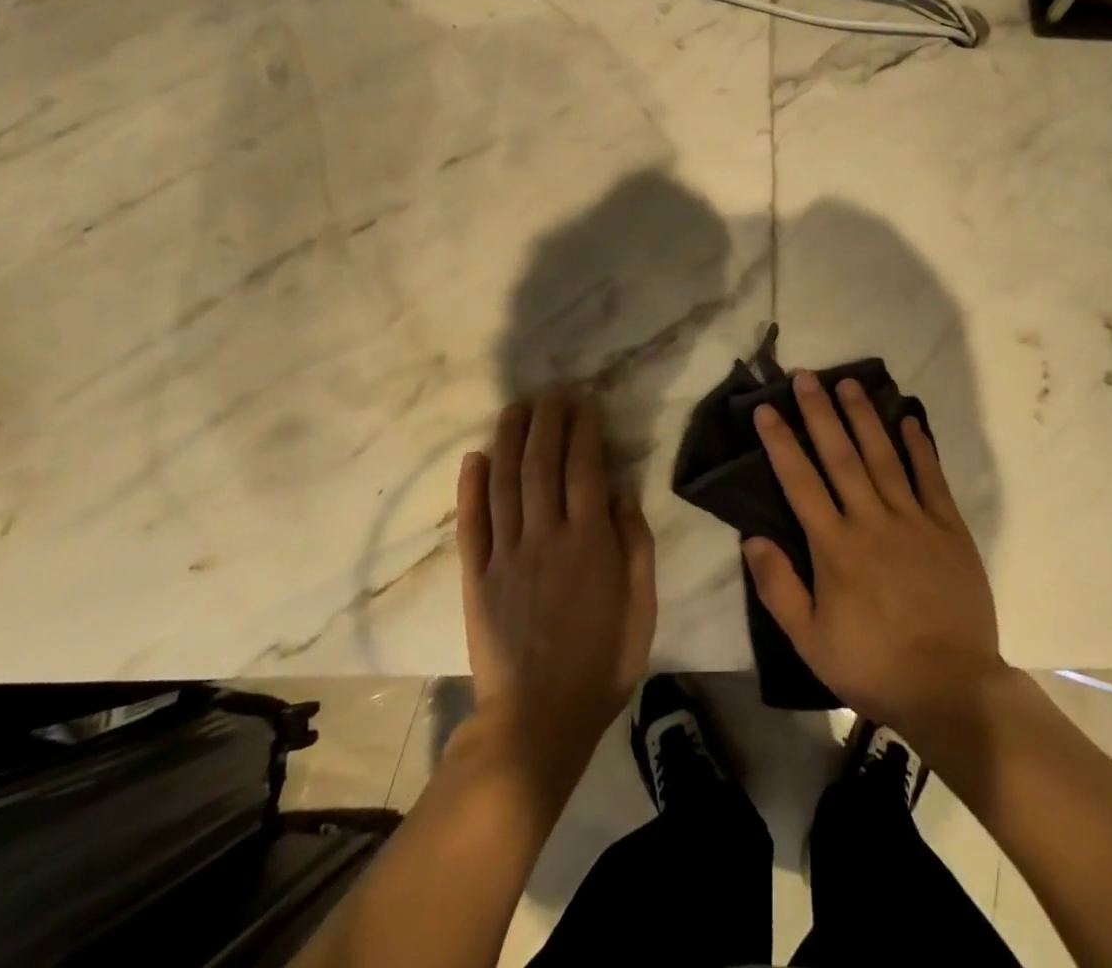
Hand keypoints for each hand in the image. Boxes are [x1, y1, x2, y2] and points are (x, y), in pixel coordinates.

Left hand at [457, 388, 656, 787]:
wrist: (537, 721)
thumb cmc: (601, 662)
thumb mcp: (641, 606)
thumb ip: (635, 544)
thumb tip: (622, 492)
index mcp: (589, 541)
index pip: (584, 467)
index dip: (583, 428)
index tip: (584, 400)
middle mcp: (545, 536)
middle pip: (542, 463)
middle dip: (548, 420)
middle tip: (552, 391)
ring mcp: (506, 555)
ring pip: (505, 483)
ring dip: (509, 439)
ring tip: (515, 407)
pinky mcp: (476, 577)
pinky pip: (471, 524)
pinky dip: (470, 488)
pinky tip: (474, 457)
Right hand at [743, 371, 1004, 739]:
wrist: (950, 688)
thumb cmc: (872, 665)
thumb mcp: (810, 640)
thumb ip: (778, 587)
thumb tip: (751, 538)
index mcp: (834, 547)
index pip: (800, 482)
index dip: (780, 443)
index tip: (766, 409)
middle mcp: (871, 521)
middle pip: (840, 456)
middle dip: (820, 413)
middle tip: (806, 376)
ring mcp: (914, 520)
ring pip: (883, 456)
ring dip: (864, 417)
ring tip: (848, 384)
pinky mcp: (949, 528)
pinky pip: (931, 478)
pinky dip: (920, 447)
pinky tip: (908, 420)